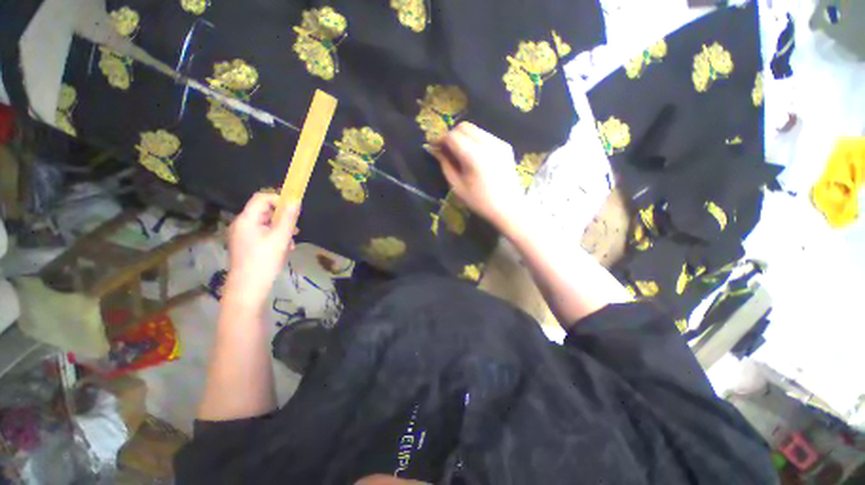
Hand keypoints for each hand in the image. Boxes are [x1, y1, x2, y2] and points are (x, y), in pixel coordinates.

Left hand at [225, 193, 299, 306]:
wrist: (248, 288)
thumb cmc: (264, 260)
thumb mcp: (281, 238)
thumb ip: (288, 218)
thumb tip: (295, 200)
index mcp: (247, 219)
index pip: (262, 198)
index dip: (279, 199)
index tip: (294, 210)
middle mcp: (242, 224)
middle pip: (264, 211)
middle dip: (282, 217)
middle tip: (295, 229)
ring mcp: (243, 236)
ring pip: (266, 224)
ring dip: (281, 229)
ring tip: (292, 241)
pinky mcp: (247, 246)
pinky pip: (263, 234)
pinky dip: (275, 237)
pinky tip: (285, 249)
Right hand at [428, 122, 524, 233]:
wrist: (509, 208)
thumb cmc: (480, 201)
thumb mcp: (457, 186)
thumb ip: (445, 165)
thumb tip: (436, 150)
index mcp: (473, 156)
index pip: (452, 136)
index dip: (440, 139)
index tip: (434, 146)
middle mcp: (487, 144)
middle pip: (464, 127)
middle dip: (452, 135)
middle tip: (446, 150)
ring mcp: (499, 143)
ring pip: (475, 129)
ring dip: (464, 137)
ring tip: (459, 153)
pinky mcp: (505, 146)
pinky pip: (486, 136)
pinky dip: (475, 140)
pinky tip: (474, 156)